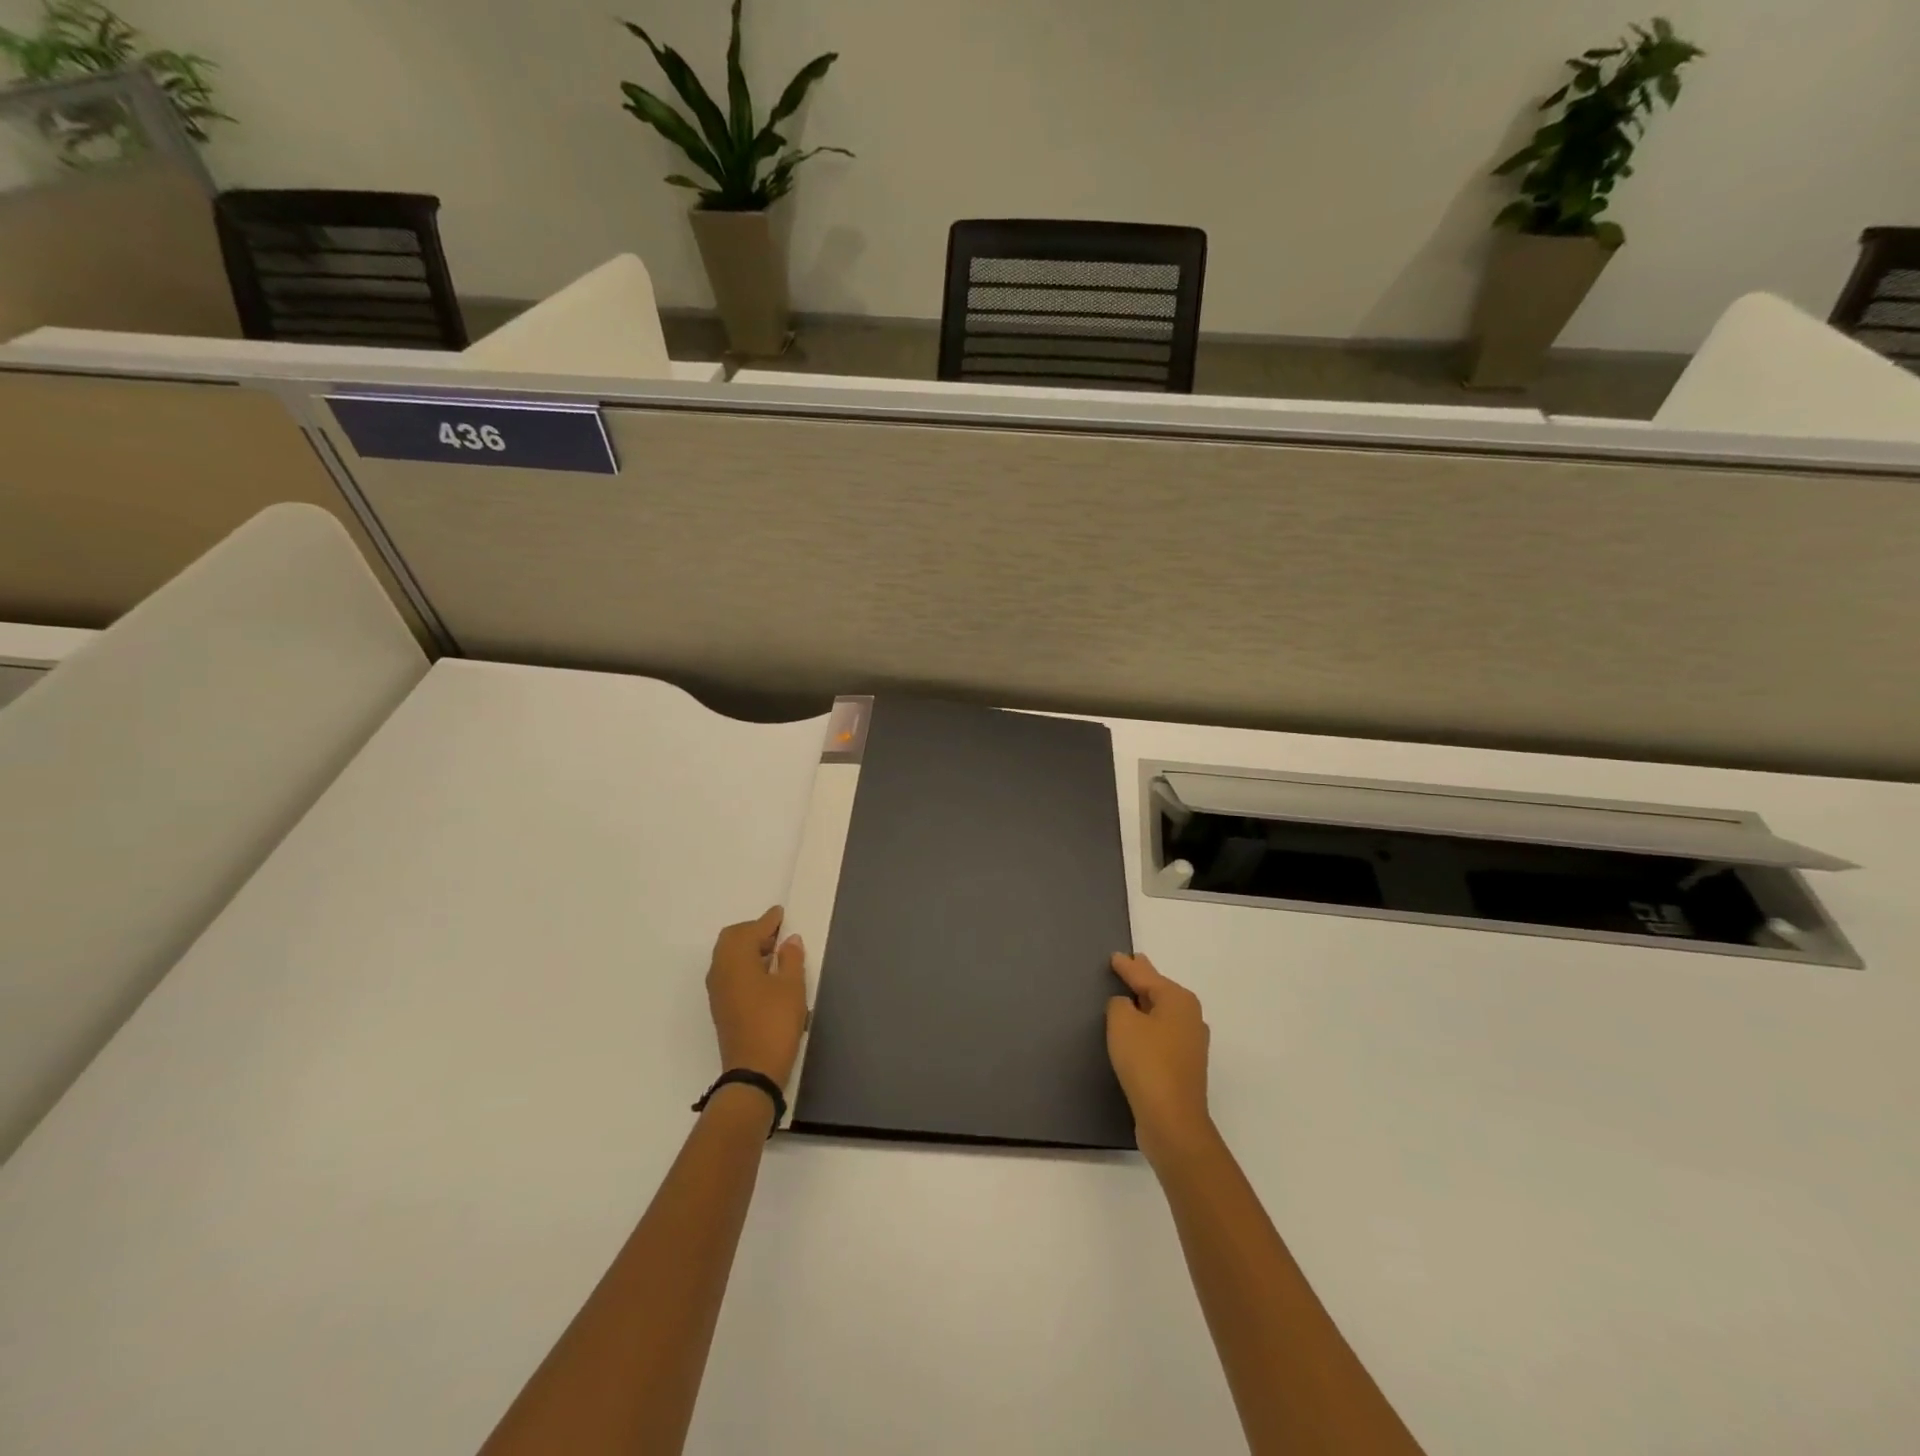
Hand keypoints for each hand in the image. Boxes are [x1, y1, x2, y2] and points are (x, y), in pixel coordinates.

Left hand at [707, 907, 808, 1088]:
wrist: (753, 1071)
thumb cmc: (775, 1023)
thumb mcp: (792, 987)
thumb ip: (791, 959)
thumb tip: (789, 941)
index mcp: (735, 960)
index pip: (750, 930)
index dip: (767, 921)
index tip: (781, 913)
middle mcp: (720, 970)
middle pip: (732, 939)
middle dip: (754, 932)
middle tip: (778, 935)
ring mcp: (718, 990)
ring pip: (728, 956)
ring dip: (748, 949)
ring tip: (775, 954)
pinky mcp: (721, 1006)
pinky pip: (729, 972)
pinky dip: (745, 965)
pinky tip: (765, 975)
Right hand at [1107, 953, 1214, 1166]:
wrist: (1172, 1120)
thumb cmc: (1146, 1062)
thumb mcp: (1122, 1023)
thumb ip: (1119, 1005)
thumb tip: (1126, 1006)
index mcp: (1178, 1000)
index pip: (1146, 975)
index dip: (1128, 966)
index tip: (1115, 956)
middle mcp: (1190, 1017)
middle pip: (1160, 991)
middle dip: (1144, 979)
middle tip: (1131, 963)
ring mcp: (1191, 1044)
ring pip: (1163, 1014)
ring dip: (1147, 1005)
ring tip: (1130, 995)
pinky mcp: (1184, 1067)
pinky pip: (1162, 1035)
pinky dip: (1149, 1027)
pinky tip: (1138, 1031)